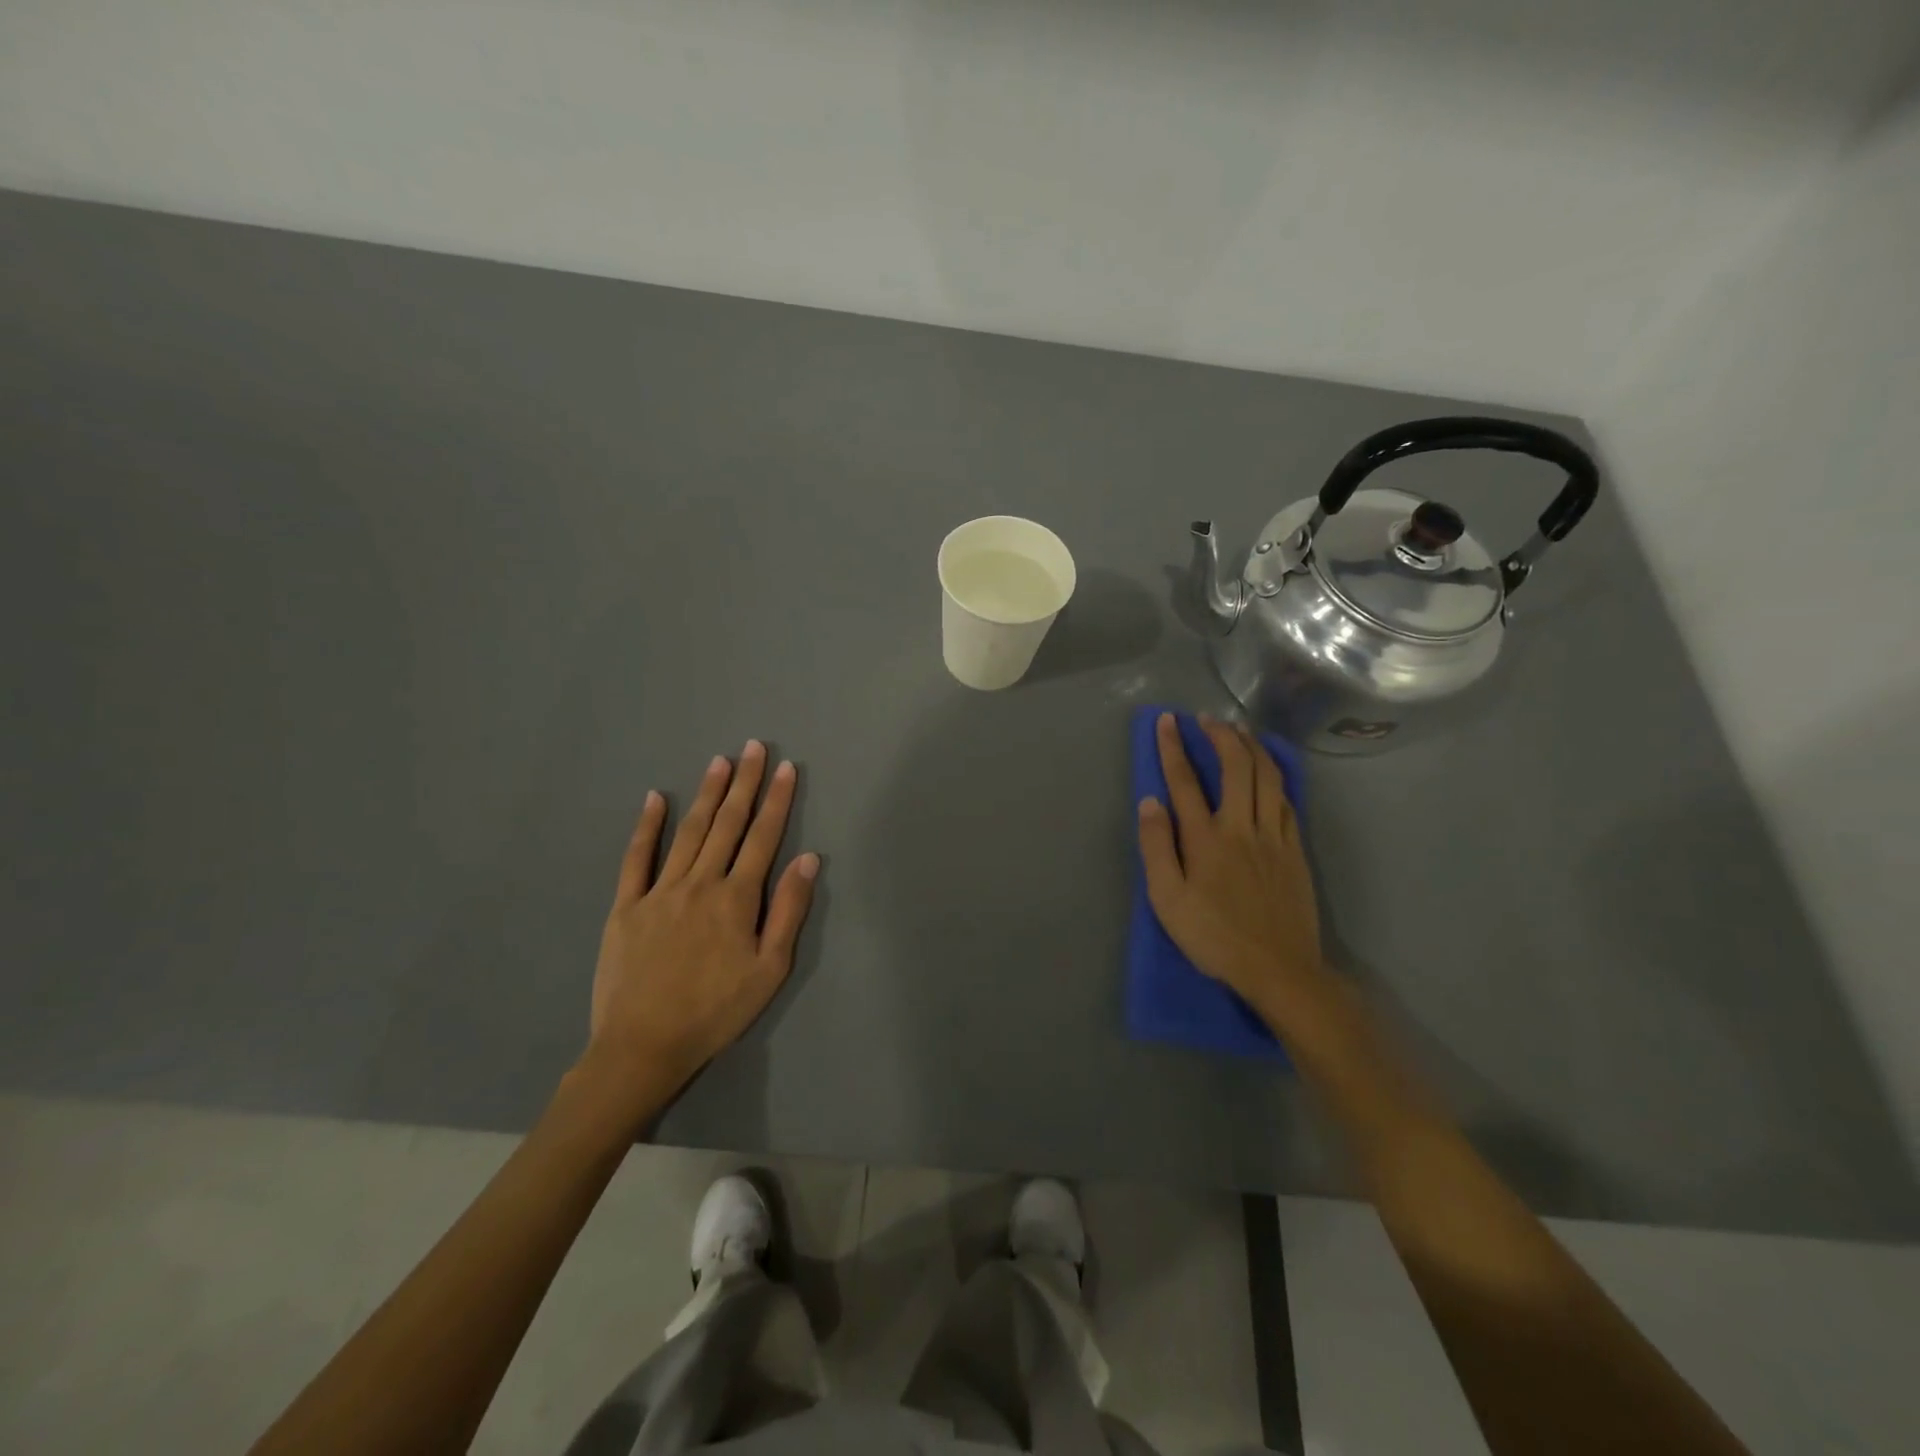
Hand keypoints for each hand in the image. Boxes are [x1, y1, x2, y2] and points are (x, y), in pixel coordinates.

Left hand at [584, 741, 819, 1105]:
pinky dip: (647, 826)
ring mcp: (659, 891)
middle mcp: (700, 883)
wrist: (643, 1046)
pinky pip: (637, 858)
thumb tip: (809, 859)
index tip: (786, 768)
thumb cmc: (717, 1011)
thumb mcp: (769, 969)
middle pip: (728, 824)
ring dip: (707, 794)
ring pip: (689, 831)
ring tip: (720, 761)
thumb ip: (788, 910)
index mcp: (737, 898)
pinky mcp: (626, 906)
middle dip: (744, 783)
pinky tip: (656, 798)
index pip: (763, 837)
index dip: (776, 800)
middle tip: (753, 747)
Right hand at [1136, 712, 1335, 1048]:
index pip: (1185, 781)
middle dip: (1221, 735)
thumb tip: (1150, 801)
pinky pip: (1286, 800)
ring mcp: (1274, 836)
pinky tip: (1270, 772)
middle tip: (1207, 719)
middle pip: (1236, 766)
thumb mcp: (1167, 899)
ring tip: (1240, 732)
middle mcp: (1242, 826)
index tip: (1167, 721)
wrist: (1279, 969)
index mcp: (1206, 838)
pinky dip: (1276, 776)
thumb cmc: (1214, 937)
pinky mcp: (1295, 850)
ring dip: (1252, 747)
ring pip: (1268, 776)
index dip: (1173, 747)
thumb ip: (1156, 847)